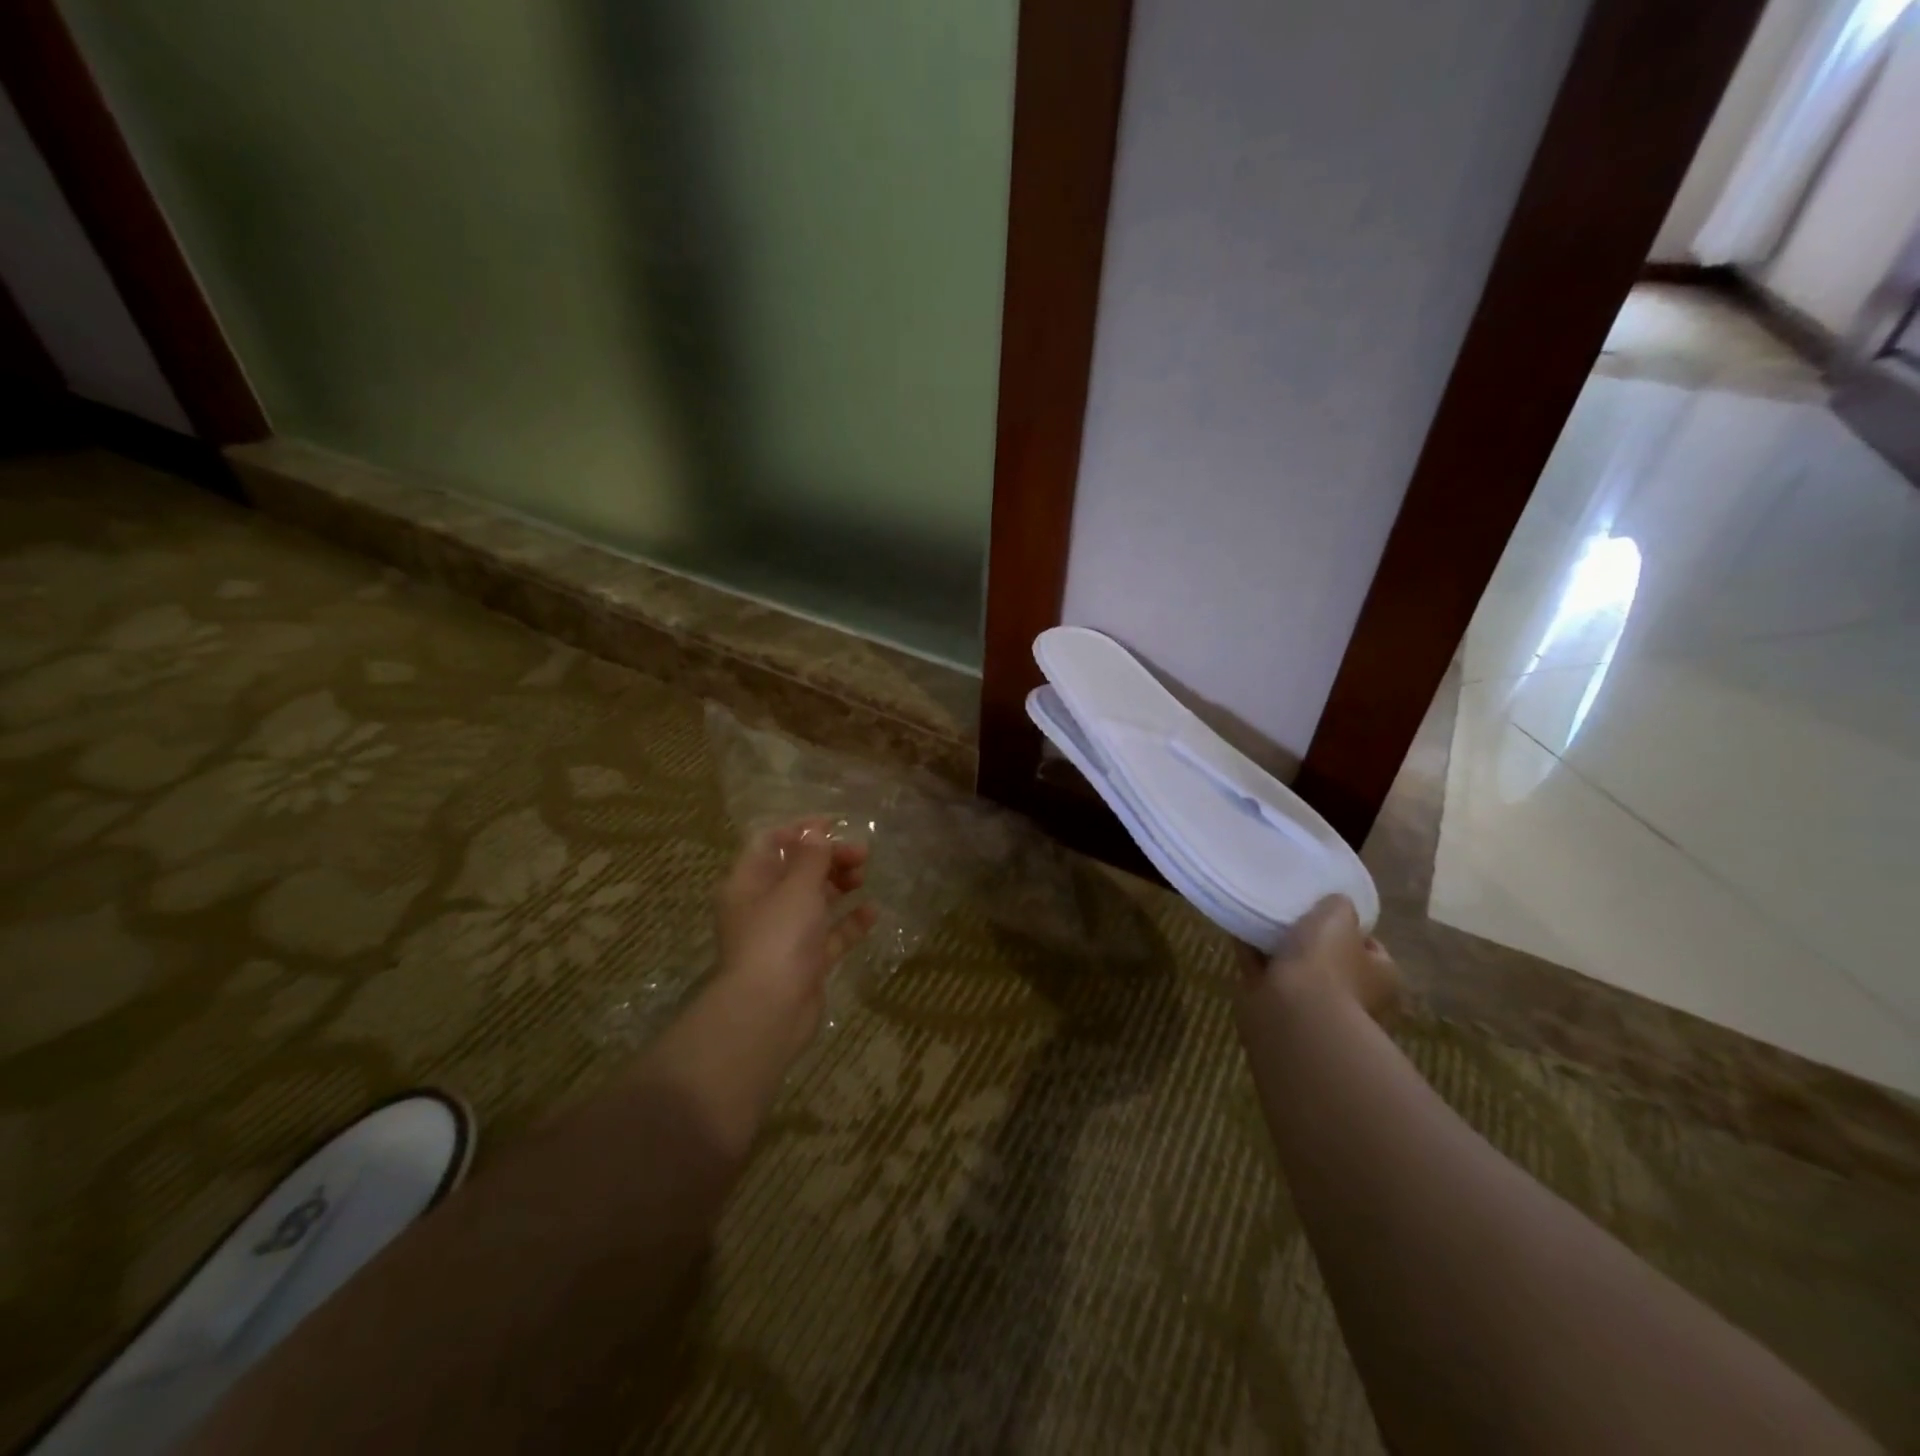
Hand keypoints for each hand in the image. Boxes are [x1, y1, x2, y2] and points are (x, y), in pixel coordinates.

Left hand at [714, 818, 877, 1049]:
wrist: (770, 1012)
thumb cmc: (778, 938)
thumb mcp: (796, 887)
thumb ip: (811, 857)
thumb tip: (815, 831)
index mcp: (747, 883)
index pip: (770, 843)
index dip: (801, 831)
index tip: (835, 825)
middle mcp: (762, 906)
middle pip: (796, 871)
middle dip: (828, 858)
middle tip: (861, 855)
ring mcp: (784, 936)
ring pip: (814, 901)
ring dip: (839, 885)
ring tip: (863, 878)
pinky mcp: (805, 962)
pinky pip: (830, 934)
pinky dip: (849, 922)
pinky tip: (872, 912)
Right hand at [1241, 895, 1398, 1021]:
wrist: (1293, 1014)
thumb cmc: (1327, 963)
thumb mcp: (1338, 916)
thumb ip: (1339, 906)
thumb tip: (1336, 904)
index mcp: (1379, 976)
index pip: (1370, 948)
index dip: (1352, 929)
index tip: (1328, 910)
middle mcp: (1351, 995)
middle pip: (1328, 960)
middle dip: (1310, 940)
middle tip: (1290, 912)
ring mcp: (1312, 1006)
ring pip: (1293, 969)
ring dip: (1277, 948)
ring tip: (1258, 917)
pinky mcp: (1276, 1008)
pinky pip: (1262, 973)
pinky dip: (1251, 954)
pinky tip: (1238, 931)